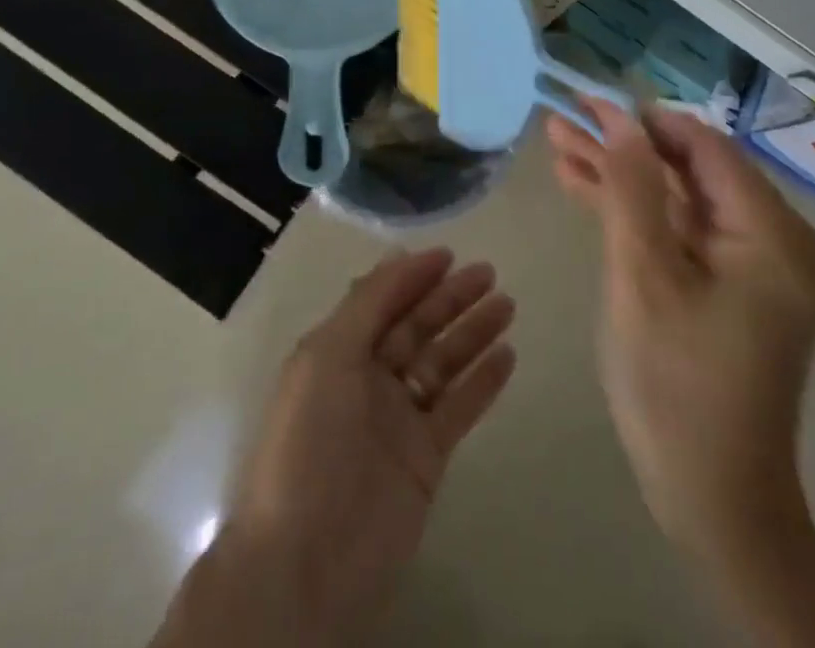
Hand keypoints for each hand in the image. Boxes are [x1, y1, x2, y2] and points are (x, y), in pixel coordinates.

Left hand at [217, 248, 515, 644]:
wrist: (307, 559)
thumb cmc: (310, 441)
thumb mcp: (327, 356)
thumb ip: (366, 304)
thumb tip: (398, 256)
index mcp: (338, 350)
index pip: (382, 300)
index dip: (413, 275)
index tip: (450, 254)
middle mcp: (368, 377)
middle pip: (417, 326)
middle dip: (450, 298)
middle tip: (489, 273)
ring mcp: (399, 418)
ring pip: (442, 362)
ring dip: (473, 332)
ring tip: (507, 305)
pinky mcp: (425, 457)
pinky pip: (458, 408)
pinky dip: (482, 382)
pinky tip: (507, 356)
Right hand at [549, 101, 814, 557]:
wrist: (711, 499)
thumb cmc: (676, 385)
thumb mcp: (644, 276)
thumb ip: (632, 188)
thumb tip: (619, 117)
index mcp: (773, 235)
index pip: (703, 146)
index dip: (641, 118)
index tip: (586, 98)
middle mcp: (774, 239)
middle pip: (689, 168)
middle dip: (622, 144)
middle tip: (562, 117)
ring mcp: (752, 263)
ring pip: (678, 196)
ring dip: (620, 172)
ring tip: (558, 140)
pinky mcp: (729, 283)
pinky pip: (680, 229)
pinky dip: (634, 210)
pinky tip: (581, 183)